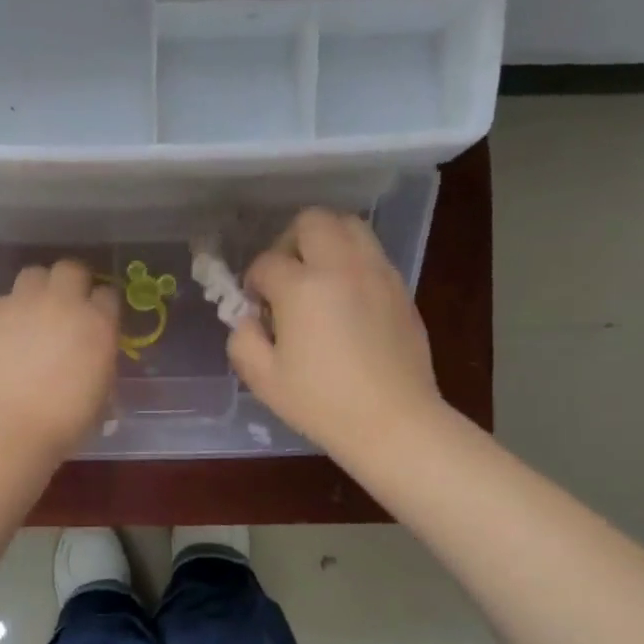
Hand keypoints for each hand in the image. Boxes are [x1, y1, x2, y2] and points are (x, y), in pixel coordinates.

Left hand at [0, 260, 121, 464]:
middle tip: (65, 307)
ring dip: (37, 290)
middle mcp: (63, 303)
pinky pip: (1, 301)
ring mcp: (23, 303)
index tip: (97, 318)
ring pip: (34, 274)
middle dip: (71, 283)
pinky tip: (3, 338)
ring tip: (32, 315)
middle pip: (71, 269)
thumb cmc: (65, 423)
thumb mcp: (101, 391)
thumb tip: (91, 351)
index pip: (108, 293)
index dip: (102, 306)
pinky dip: (5, 314)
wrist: (9, 430)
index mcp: (98, 323)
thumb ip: (100, 359)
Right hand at [227, 209, 443, 460]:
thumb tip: (248, 319)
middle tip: (285, 276)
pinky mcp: (401, 288)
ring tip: (317, 277)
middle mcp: (342, 268)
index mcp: (302, 288)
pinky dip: (352, 261)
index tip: (255, 306)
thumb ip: (242, 340)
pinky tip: (345, 298)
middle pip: (312, 221)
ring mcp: (377, 274)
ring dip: (325, 241)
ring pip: (349, 226)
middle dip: (289, 241)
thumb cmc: (321, 403)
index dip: (253, 281)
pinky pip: (372, 254)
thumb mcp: (263, 379)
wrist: (393, 422)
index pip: (267, 262)